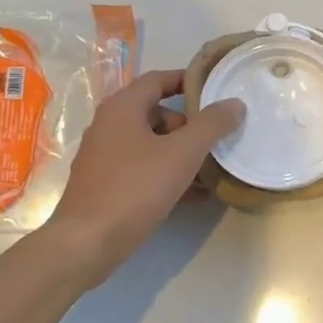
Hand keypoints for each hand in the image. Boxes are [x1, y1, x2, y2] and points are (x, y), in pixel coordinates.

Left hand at [43, 70, 244, 287]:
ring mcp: (105, 157)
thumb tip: (235, 104)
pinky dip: (168, 175)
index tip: (216, 89)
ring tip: (213, 170)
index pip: (158, 79)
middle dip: (189, 126)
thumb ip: (211, 126)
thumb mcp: (181, 154)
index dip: (188, 80)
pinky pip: (144, 170)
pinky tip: (195, 195)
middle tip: (217, 140)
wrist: (87, 243)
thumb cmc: (135, 188)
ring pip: (151, 145)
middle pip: (156, 113)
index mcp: (122, 108)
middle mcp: (109, 125)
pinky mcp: (106, 185)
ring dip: (182, 154)